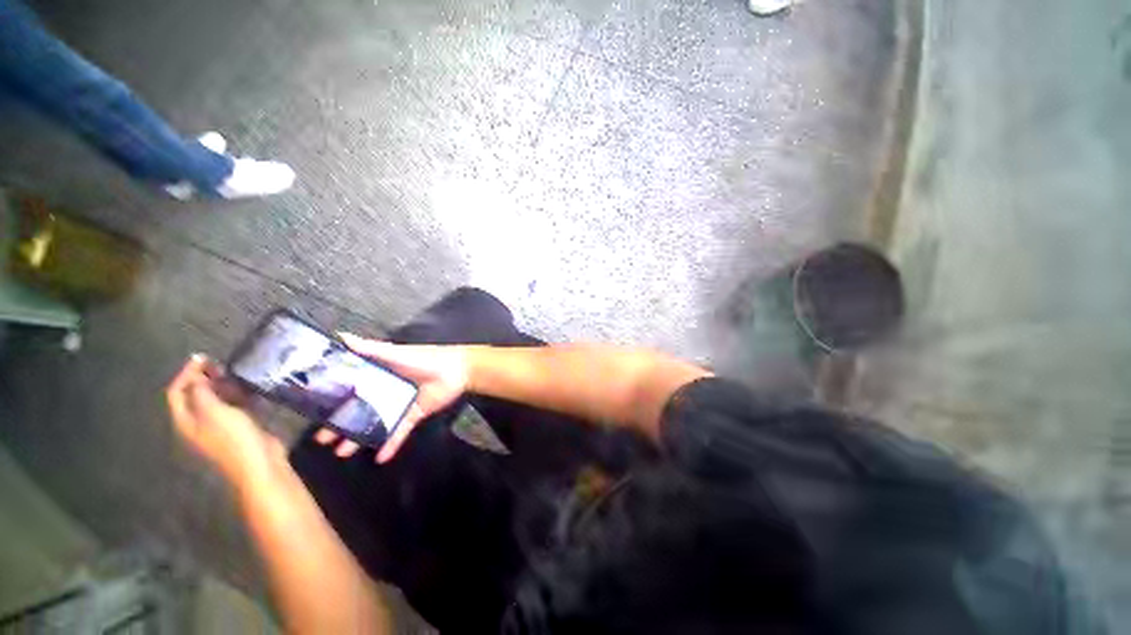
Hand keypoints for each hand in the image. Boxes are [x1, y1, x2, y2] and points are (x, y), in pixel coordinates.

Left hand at [166, 355, 283, 486]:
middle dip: (204, 378)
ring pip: (216, 400)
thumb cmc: (233, 437)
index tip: (203, 357)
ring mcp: (220, 425)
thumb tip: (196, 376)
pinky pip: (234, 406)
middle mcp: (199, 422)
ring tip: (237, 374)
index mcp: (187, 420)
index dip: (186, 373)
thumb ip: (202, 392)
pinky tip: (251, 389)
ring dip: (223, 386)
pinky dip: (239, 395)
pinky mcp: (239, 427)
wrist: (259, 462)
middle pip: (195, 395)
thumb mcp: (214, 412)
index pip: (177, 392)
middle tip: (221, 364)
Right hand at [314, 334, 468, 462]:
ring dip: (359, 438)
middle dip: (341, 423)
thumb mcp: (396, 353)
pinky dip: (391, 444)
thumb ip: (371, 348)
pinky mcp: (414, 415)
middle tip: (321, 439)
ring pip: (375, 423)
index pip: (351, 387)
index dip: (334, 398)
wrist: (458, 370)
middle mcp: (386, 390)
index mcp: (380, 374)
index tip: (312, 409)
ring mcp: (400, 404)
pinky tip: (379, 459)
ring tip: (341, 452)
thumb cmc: (426, 359)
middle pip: (360, 408)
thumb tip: (341, 336)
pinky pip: (400, 431)